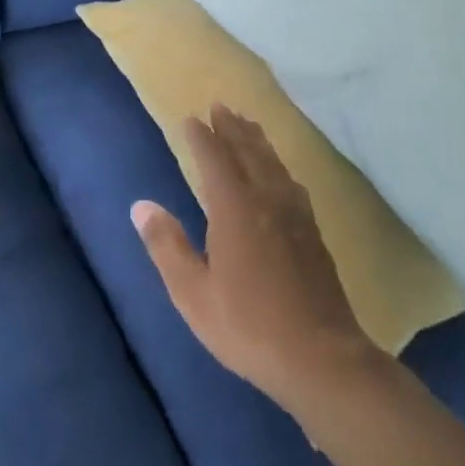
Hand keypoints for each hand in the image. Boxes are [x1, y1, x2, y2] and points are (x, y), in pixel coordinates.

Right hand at [132, 105, 382, 422]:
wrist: (323, 359)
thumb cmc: (249, 327)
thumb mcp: (193, 294)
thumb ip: (167, 246)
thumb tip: (141, 206)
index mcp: (236, 210)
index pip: (215, 160)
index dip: (202, 137)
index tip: (191, 119)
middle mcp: (268, 201)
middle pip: (249, 152)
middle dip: (232, 128)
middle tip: (220, 106)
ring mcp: (295, 215)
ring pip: (273, 163)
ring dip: (257, 140)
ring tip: (247, 123)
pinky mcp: (312, 232)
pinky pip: (290, 181)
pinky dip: (277, 164)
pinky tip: (279, 172)